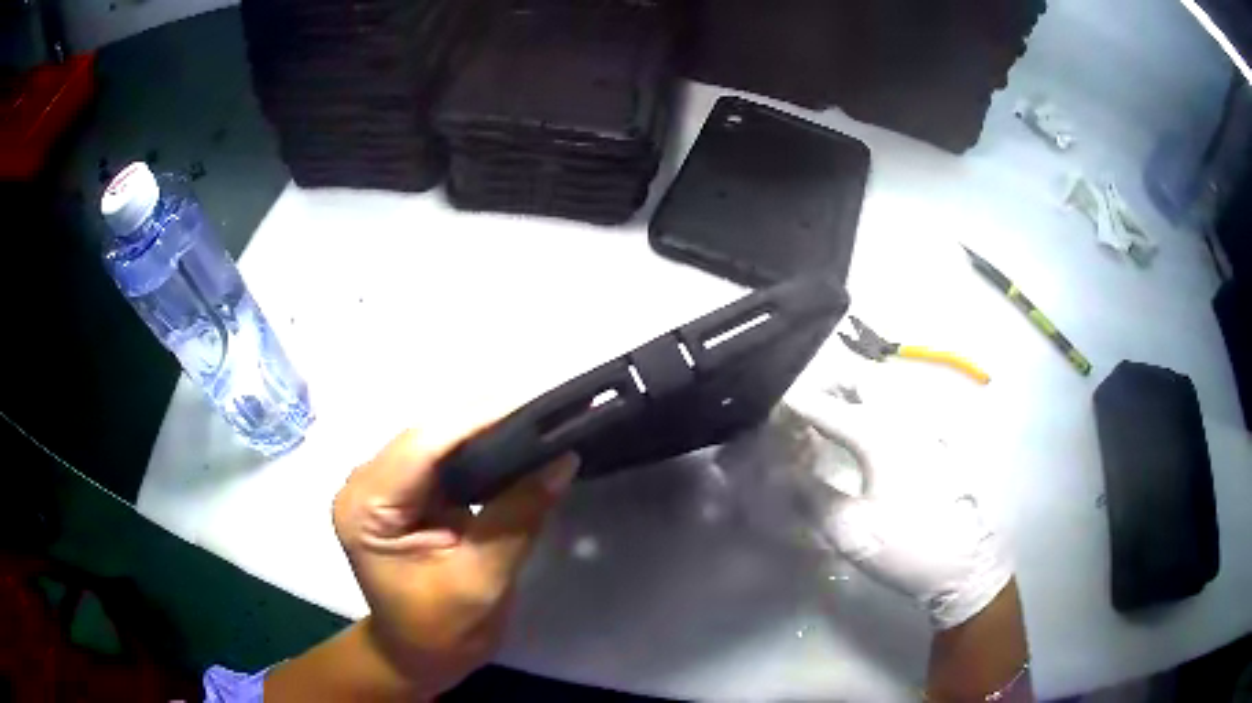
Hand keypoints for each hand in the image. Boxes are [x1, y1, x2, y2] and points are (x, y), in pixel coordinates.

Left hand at [332, 428, 578, 697]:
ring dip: (488, 430)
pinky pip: (445, 457)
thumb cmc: (441, 632)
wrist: (420, 656)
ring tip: (541, 421)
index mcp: (366, 508)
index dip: (479, 419)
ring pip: (439, 438)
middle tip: (551, 410)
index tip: (538, 404)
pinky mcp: (405, 491)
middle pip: (429, 434)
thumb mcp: (481, 581)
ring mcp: (384, 484)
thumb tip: (562, 460)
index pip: (423, 446)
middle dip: (488, 419)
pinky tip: (517, 445)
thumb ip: (517, 518)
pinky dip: (482, 450)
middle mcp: (366, 483)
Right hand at [786, 389, 1012, 630]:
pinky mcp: (938, 439)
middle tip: (799, 400)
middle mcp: (905, 417)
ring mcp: (926, 425)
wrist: (964, 564)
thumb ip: (810, 496)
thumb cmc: (907, 547)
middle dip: (825, 381)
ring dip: (851, 390)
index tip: (766, 403)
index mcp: (881, 435)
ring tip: (828, 411)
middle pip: (860, 378)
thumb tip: (777, 473)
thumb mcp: (851, 531)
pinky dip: (874, 404)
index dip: (792, 403)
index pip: (826, 407)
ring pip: (884, 387)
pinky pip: (900, 405)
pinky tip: (866, 428)